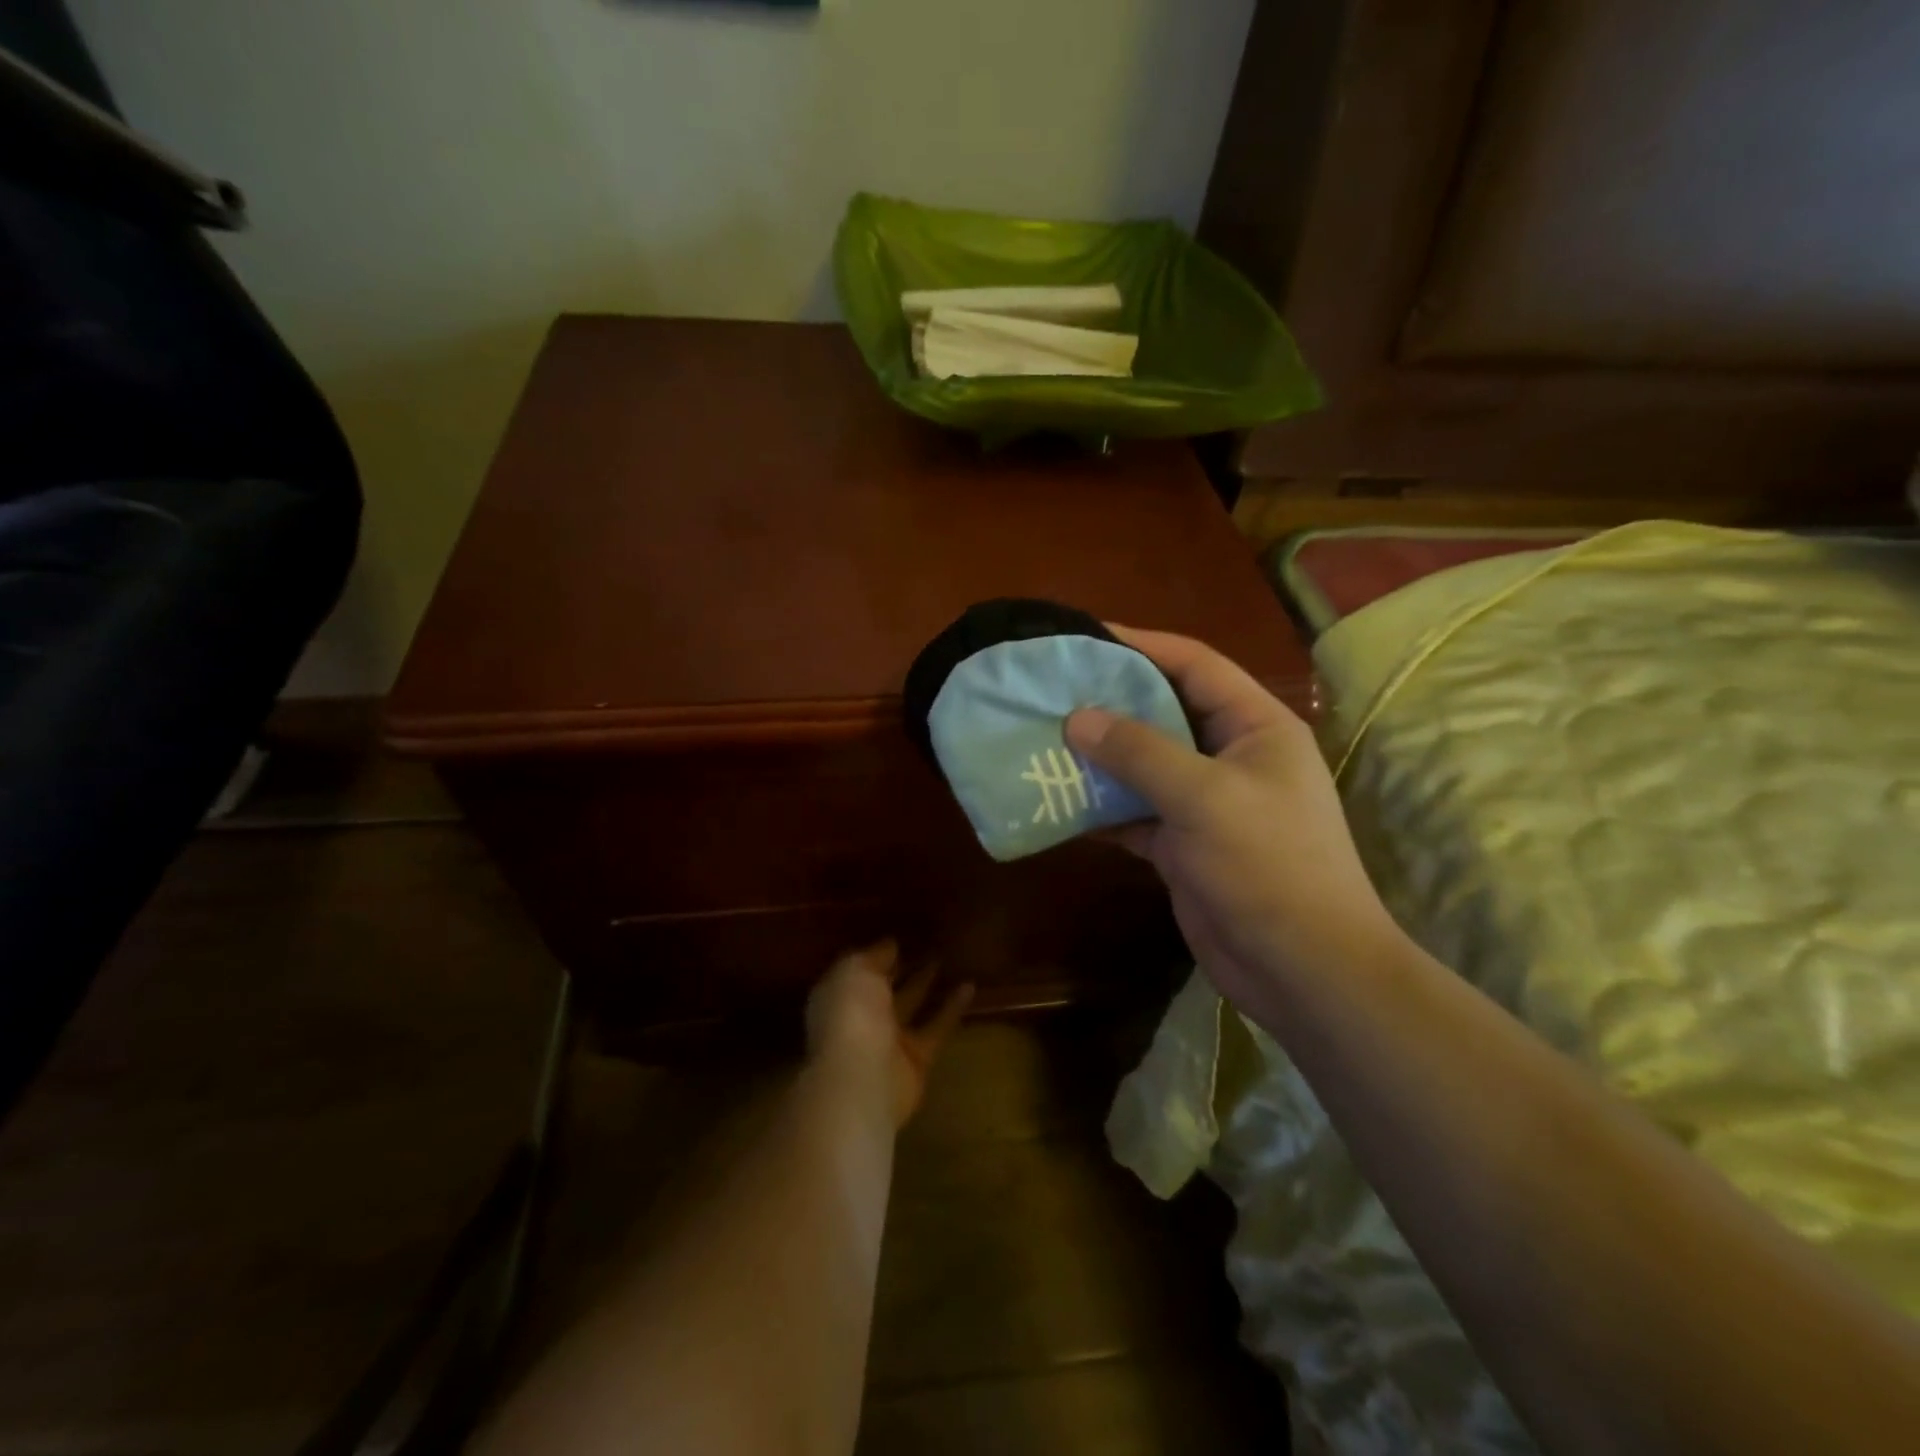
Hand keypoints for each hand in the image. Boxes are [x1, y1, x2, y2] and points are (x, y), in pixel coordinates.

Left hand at [806, 942, 973, 1126]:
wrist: (861, 1080)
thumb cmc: (850, 1015)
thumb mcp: (856, 970)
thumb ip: (874, 956)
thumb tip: (890, 944)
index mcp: (839, 995)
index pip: (859, 970)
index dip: (878, 954)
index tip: (900, 936)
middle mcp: (861, 1017)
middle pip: (885, 988)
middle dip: (902, 967)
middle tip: (926, 942)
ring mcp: (889, 1041)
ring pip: (911, 1005)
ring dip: (927, 983)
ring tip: (947, 957)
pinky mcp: (917, 1059)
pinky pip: (937, 1027)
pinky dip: (952, 1008)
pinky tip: (970, 985)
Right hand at [1065, 625, 1401, 1017]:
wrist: (1302, 969)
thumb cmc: (1267, 865)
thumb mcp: (1203, 797)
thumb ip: (1139, 752)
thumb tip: (1077, 718)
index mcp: (1255, 726)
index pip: (1195, 665)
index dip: (1141, 646)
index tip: (1084, 637)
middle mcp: (1231, 756)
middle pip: (1164, 713)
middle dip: (1110, 702)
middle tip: (1052, 691)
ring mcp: (1206, 803)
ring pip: (1144, 765)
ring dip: (1099, 757)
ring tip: (1043, 739)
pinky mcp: (1184, 844)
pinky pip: (1135, 812)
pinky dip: (1101, 807)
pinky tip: (1057, 800)